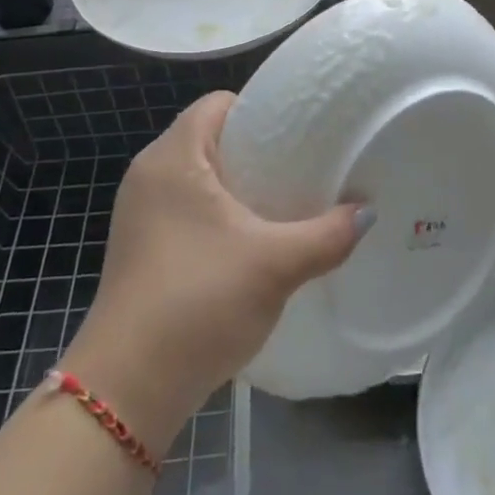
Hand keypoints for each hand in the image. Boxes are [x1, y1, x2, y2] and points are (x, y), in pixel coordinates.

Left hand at [59, 92, 370, 450]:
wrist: (127, 390)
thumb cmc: (197, 303)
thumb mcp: (274, 265)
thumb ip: (327, 234)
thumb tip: (368, 213)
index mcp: (173, 157)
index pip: (219, 103)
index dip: (262, 108)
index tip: (303, 130)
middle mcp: (150, 175)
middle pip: (212, 138)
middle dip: (259, 148)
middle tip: (306, 165)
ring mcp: (141, 214)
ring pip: (201, 177)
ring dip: (241, 185)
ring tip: (287, 201)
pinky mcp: (142, 247)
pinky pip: (189, 209)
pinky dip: (221, 213)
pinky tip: (255, 240)